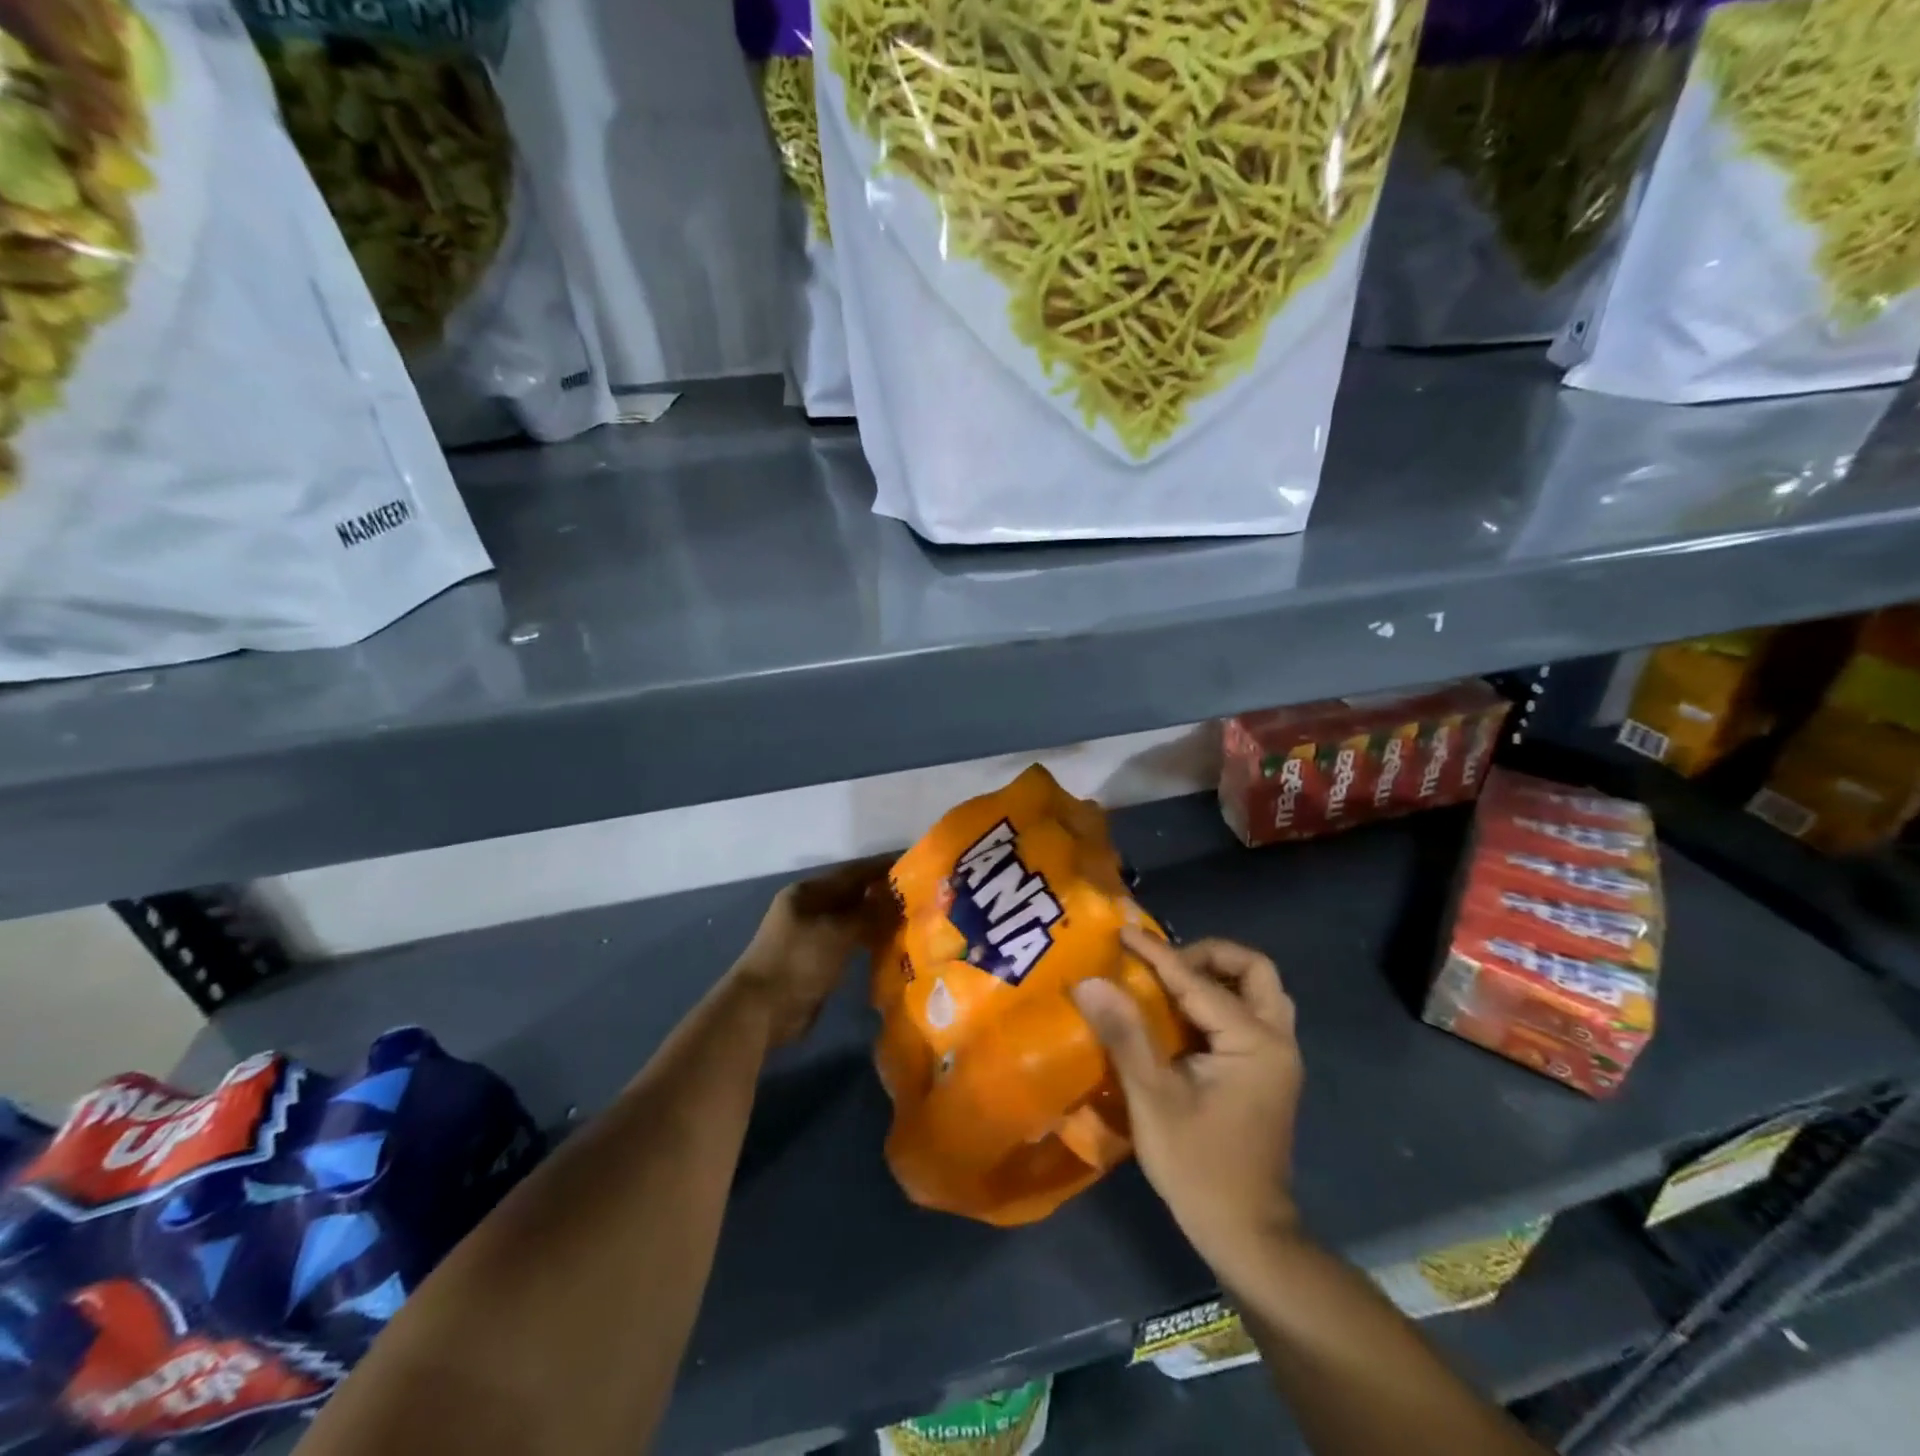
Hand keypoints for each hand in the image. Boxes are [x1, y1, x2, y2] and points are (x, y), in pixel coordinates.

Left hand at [726, 856, 898, 1045]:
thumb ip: (870, 913)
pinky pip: (849, 943)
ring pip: (853, 920)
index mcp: (809, 892)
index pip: (853, 872)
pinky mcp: (817, 961)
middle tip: (920, 895)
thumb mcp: (837, 932)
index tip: (914, 863)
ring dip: (878, 919)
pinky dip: (869, 941)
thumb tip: (898, 898)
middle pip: (853, 895)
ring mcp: (812, 935)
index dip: (882, 867)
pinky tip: (892, 945)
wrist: (762, 1010)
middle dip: (883, 894)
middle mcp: (810, 908)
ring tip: (912, 919)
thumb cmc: (798, 960)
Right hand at [1071, 929, 1303, 1286]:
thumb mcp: (1153, 1099)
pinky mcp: (1268, 1072)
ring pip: (1258, 991)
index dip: (1157, 953)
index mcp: (1254, 1042)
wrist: (1247, 1234)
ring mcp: (1277, 1057)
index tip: (1123, 932)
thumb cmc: (1199, 1167)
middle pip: (1253, 970)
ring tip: (1171, 984)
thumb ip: (1124, 1034)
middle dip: (1207, 956)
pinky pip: (1250, 1013)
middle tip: (1163, 965)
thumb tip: (1090, 981)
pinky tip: (1183, 1016)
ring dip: (1218, 976)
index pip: (1198, 981)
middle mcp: (1276, 1040)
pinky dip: (1220, 1000)